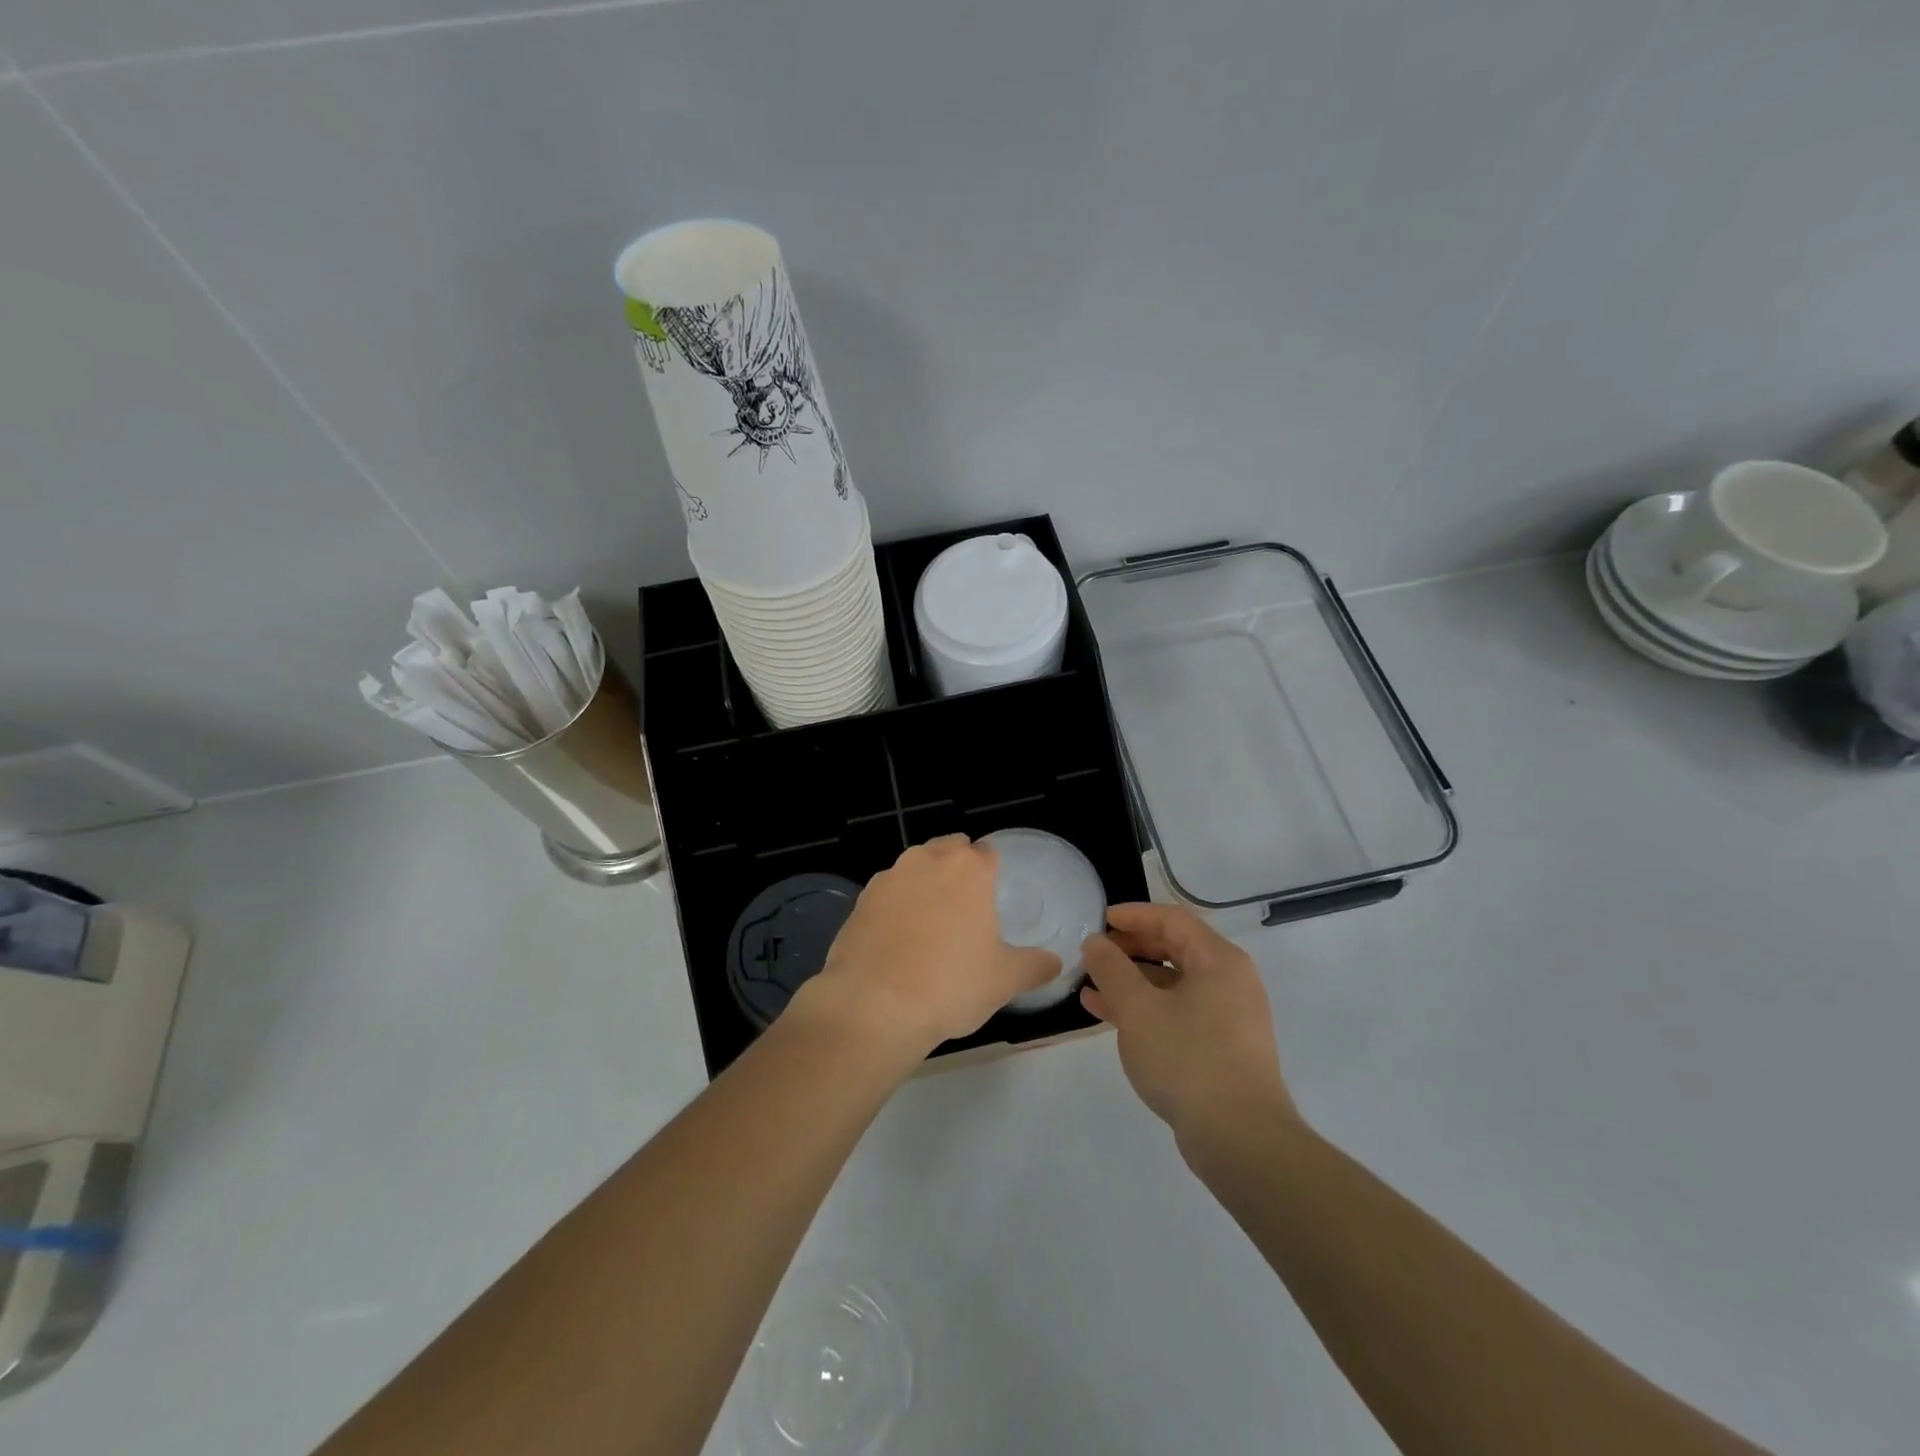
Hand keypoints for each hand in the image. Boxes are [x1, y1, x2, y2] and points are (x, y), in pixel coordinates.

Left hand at [801, 835, 1059, 1059]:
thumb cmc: (950, 985)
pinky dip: (895, 907)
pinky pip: (887, 894)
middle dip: (957, 868)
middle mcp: (926, 861)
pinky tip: (897, 941)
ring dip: (924, 884)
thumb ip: (1034, 966)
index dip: (992, 871)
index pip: (986, 852)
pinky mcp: (860, 901)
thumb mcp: (1004, 981)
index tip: (993, 896)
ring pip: (914, 868)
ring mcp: (888, 878)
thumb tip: (1055, 962)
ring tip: (930, 925)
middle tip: (965, 908)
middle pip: (948, 849)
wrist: (873, 1006)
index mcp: (968, 870)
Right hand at [1080, 903, 1297, 1150]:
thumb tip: (1095, 942)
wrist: (1240, 1139)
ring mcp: (1227, 1017)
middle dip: (1131, 948)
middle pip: (1175, 948)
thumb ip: (1111, 969)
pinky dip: (1145, 1008)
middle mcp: (1229, 981)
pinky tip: (1108, 1015)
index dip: (1135, 915)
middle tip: (1095, 952)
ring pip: (1172, 984)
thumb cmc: (1188, 1059)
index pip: (1173, 919)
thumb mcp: (1138, 1009)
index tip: (1101, 919)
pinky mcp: (1221, 1048)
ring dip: (1132, 981)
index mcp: (1219, 960)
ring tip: (1090, 985)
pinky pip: (1177, 1012)